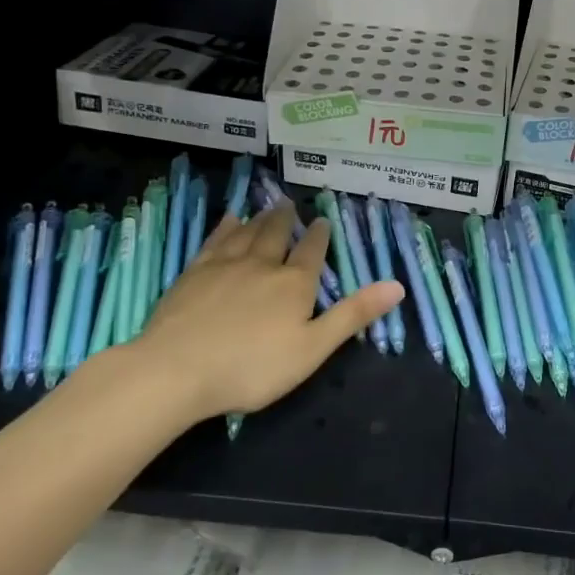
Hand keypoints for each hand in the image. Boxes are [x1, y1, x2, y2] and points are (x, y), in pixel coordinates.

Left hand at [116, 202, 402, 425]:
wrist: (176, 370)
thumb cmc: (252, 367)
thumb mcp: (312, 349)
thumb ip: (352, 315)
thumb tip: (398, 285)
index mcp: (294, 284)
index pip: (312, 252)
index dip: (319, 236)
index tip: (322, 221)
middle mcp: (262, 265)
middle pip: (277, 234)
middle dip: (286, 219)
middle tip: (290, 204)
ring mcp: (224, 265)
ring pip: (247, 232)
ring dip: (260, 217)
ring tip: (267, 206)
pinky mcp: (193, 273)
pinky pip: (215, 240)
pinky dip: (225, 226)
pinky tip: (229, 219)